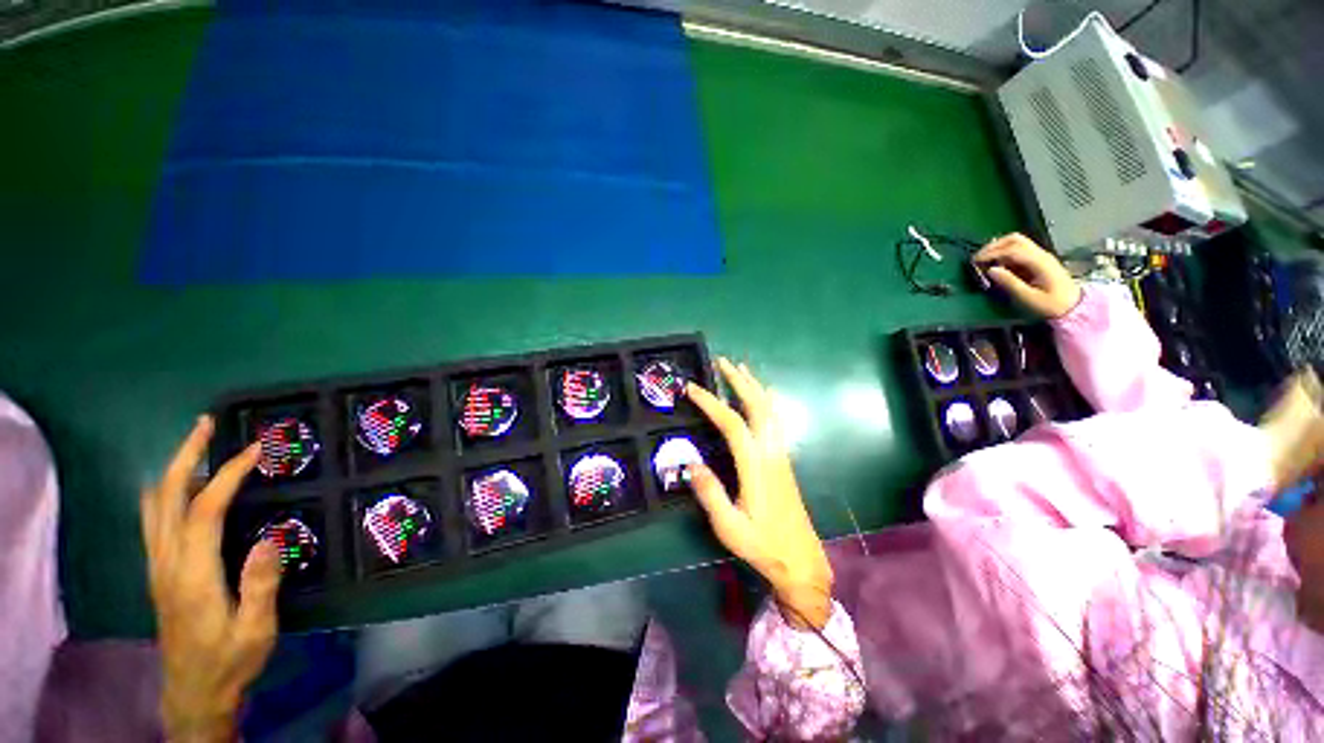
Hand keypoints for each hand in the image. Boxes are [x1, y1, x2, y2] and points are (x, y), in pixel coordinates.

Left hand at [140, 417, 281, 742]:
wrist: (193, 691)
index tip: (254, 449)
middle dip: (184, 456)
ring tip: (195, 446)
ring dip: (172, 470)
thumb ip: (260, 585)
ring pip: (153, 506)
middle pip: (165, 498)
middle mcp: (166, 563)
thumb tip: (268, 538)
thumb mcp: (256, 629)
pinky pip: (153, 520)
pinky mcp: (158, 572)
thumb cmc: (230, 660)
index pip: (203, 511)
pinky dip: (163, 492)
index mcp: (192, 575)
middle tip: (207, 425)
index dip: (226, 475)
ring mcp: (157, 567)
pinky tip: (176, 488)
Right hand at [685, 358, 833, 629]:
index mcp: (755, 466)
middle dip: (739, 381)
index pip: (732, 424)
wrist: (801, 559)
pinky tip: (766, 394)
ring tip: (740, 369)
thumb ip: (710, 494)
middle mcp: (771, 452)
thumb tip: (690, 463)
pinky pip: (777, 420)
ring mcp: (781, 454)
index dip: (712, 403)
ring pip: (770, 410)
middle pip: (757, 406)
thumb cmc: (762, 544)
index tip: (692, 389)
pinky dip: (769, 401)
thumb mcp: (729, 527)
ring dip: (754, 386)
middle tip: (722, 362)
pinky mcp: (784, 459)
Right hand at [976, 233, 1081, 318]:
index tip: (975, 262)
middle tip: (978, 258)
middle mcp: (1040, 254)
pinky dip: (1004, 252)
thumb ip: (1010, 283)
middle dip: (993, 246)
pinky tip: (997, 263)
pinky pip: (1019, 249)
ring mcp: (1040, 256)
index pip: (1012, 250)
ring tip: (985, 260)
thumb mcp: (1029, 298)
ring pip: (1017, 242)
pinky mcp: (1038, 260)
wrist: (1074, 306)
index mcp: (1039, 262)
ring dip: (998, 248)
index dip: (992, 254)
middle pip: (1015, 239)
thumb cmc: (1051, 305)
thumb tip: (990, 270)